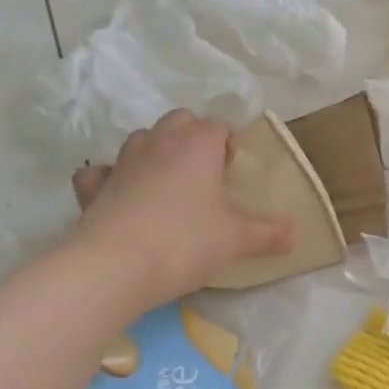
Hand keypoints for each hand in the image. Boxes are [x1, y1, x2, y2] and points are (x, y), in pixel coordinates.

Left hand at [69, 111, 294, 307]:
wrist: (116, 266)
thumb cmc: (187, 242)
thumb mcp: (238, 240)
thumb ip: (269, 234)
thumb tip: (296, 233)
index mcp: (198, 146)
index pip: (217, 126)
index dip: (228, 144)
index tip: (233, 171)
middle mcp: (159, 143)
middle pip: (178, 121)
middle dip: (192, 137)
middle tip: (205, 172)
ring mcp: (122, 163)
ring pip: (141, 139)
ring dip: (155, 151)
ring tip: (169, 183)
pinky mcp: (93, 188)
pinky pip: (100, 172)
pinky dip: (110, 178)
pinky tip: (121, 195)